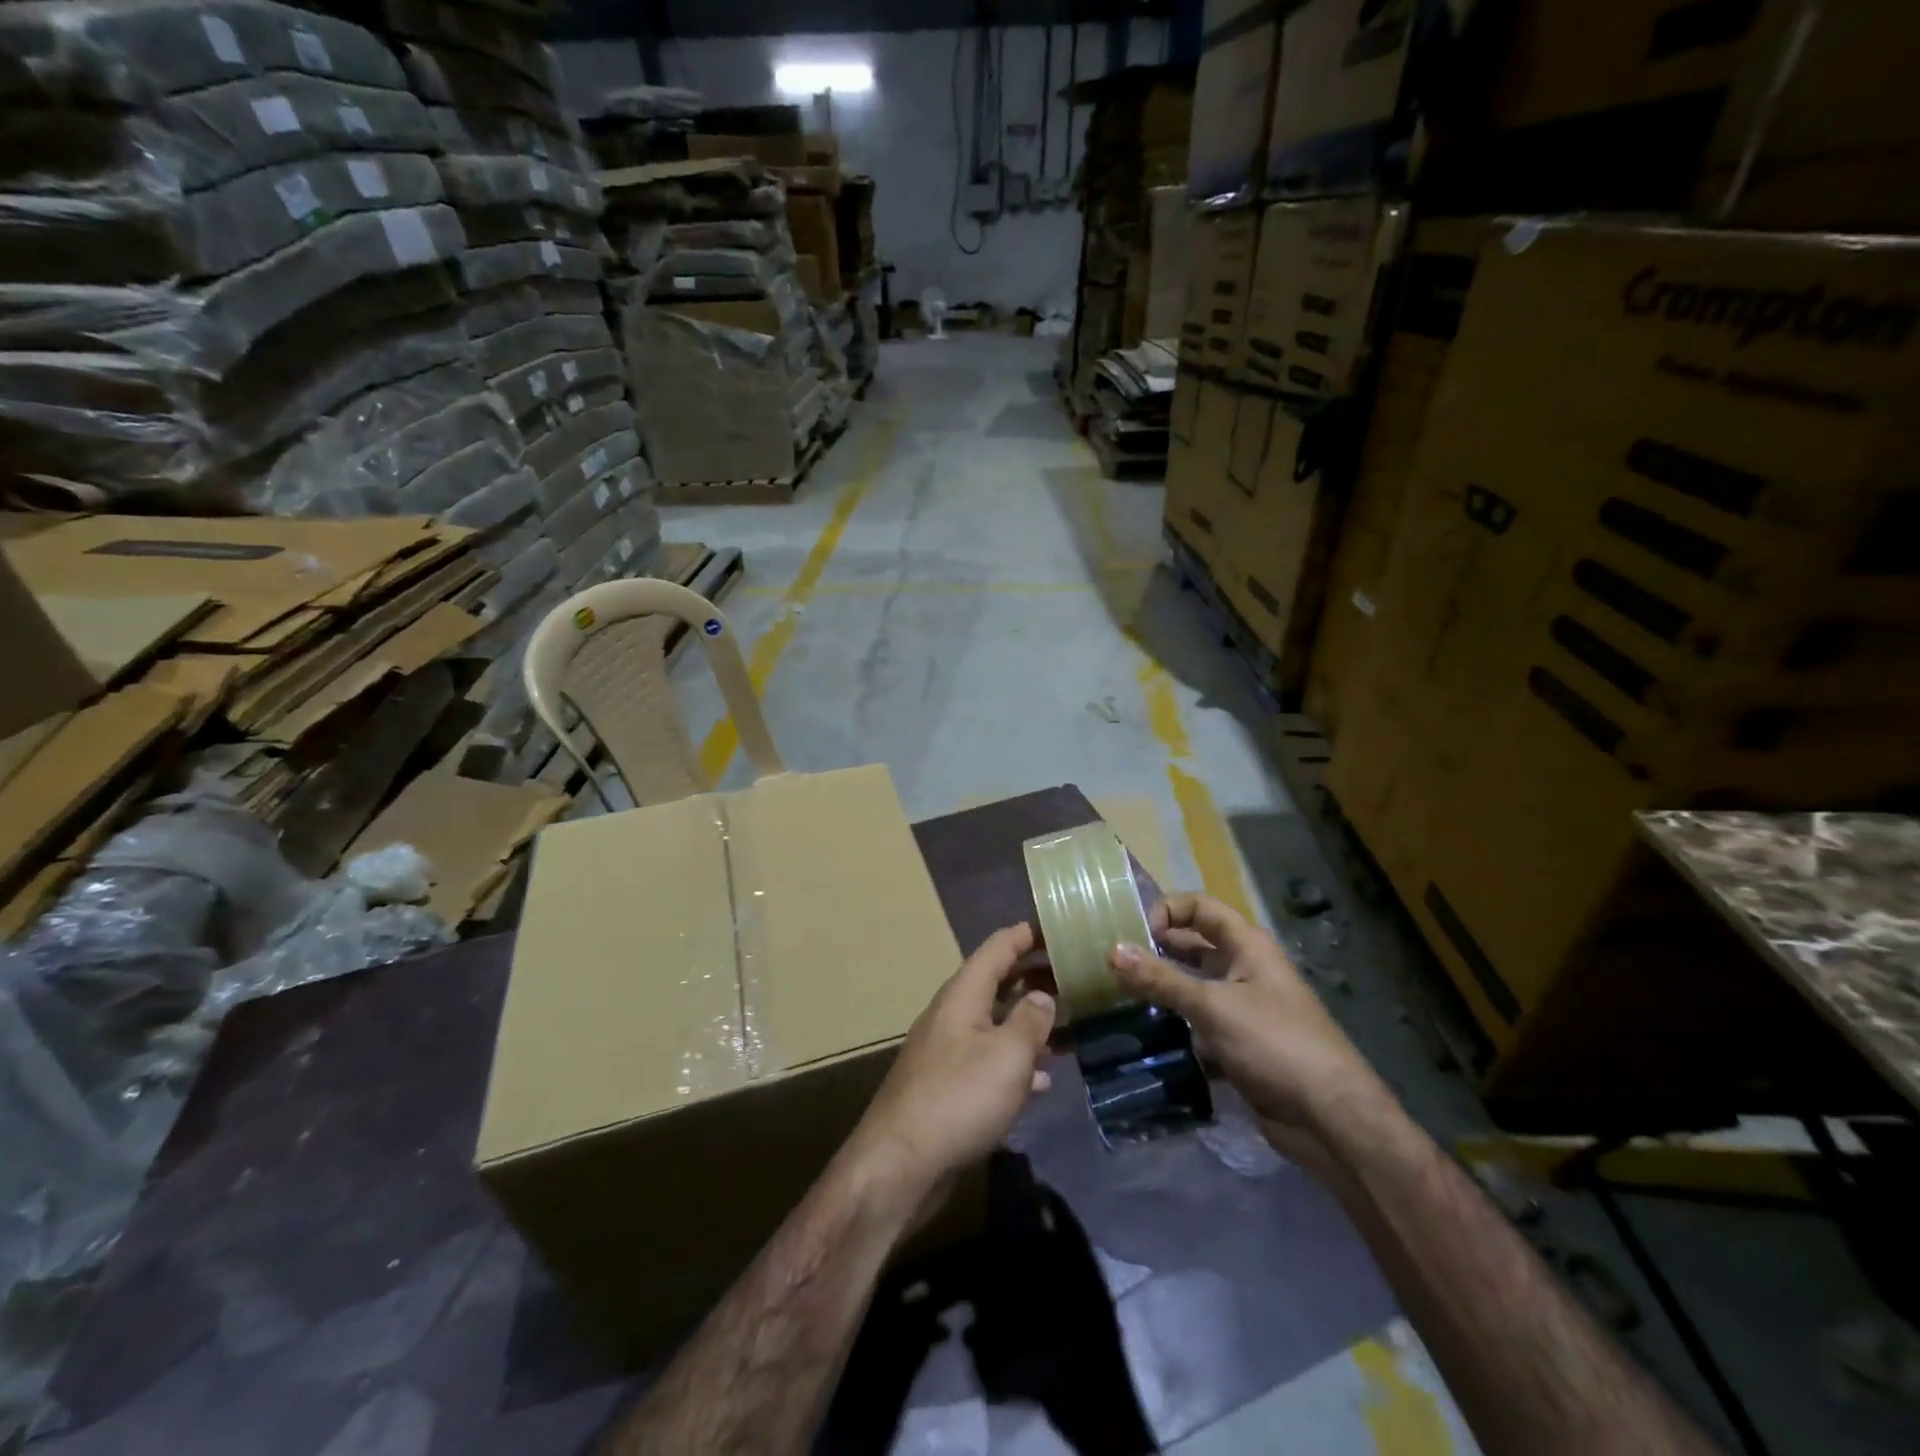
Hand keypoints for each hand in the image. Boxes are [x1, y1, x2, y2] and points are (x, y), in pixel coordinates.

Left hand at [846, 923, 1056, 1199]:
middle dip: (1035, 977)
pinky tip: (1042, 1080)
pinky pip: (989, 1059)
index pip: (999, 946)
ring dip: (1029, 1021)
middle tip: (1076, 977)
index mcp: (964, 994)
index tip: (1061, 927)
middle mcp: (953, 1014)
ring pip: (996, 1022)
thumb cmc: (959, 1098)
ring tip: (1069, 1025)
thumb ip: (1031, 1021)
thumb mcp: (1008, 1056)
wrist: (900, 1165)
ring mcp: (947, 1050)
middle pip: (997, 981)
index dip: (1029, 934)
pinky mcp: (948, 1085)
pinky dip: (1017, 1061)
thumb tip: (1044, 996)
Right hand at [1108, 894, 1390, 1171]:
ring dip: (1161, 989)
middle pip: (1193, 946)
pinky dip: (1174, 1024)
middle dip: (1156, 950)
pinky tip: (1145, 1033)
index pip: (1200, 907)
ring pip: (1193, 986)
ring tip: (1119, 997)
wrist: (1330, 1119)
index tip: (1135, 933)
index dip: (1167, 911)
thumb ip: (1161, 979)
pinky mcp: (1239, 1043)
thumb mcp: (1213, 1006)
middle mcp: (1245, 968)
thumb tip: (1113, 950)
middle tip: (1113, 964)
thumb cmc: (1275, 1044)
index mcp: (1247, 946)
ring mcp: (1243, 1007)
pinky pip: (1198, 1022)